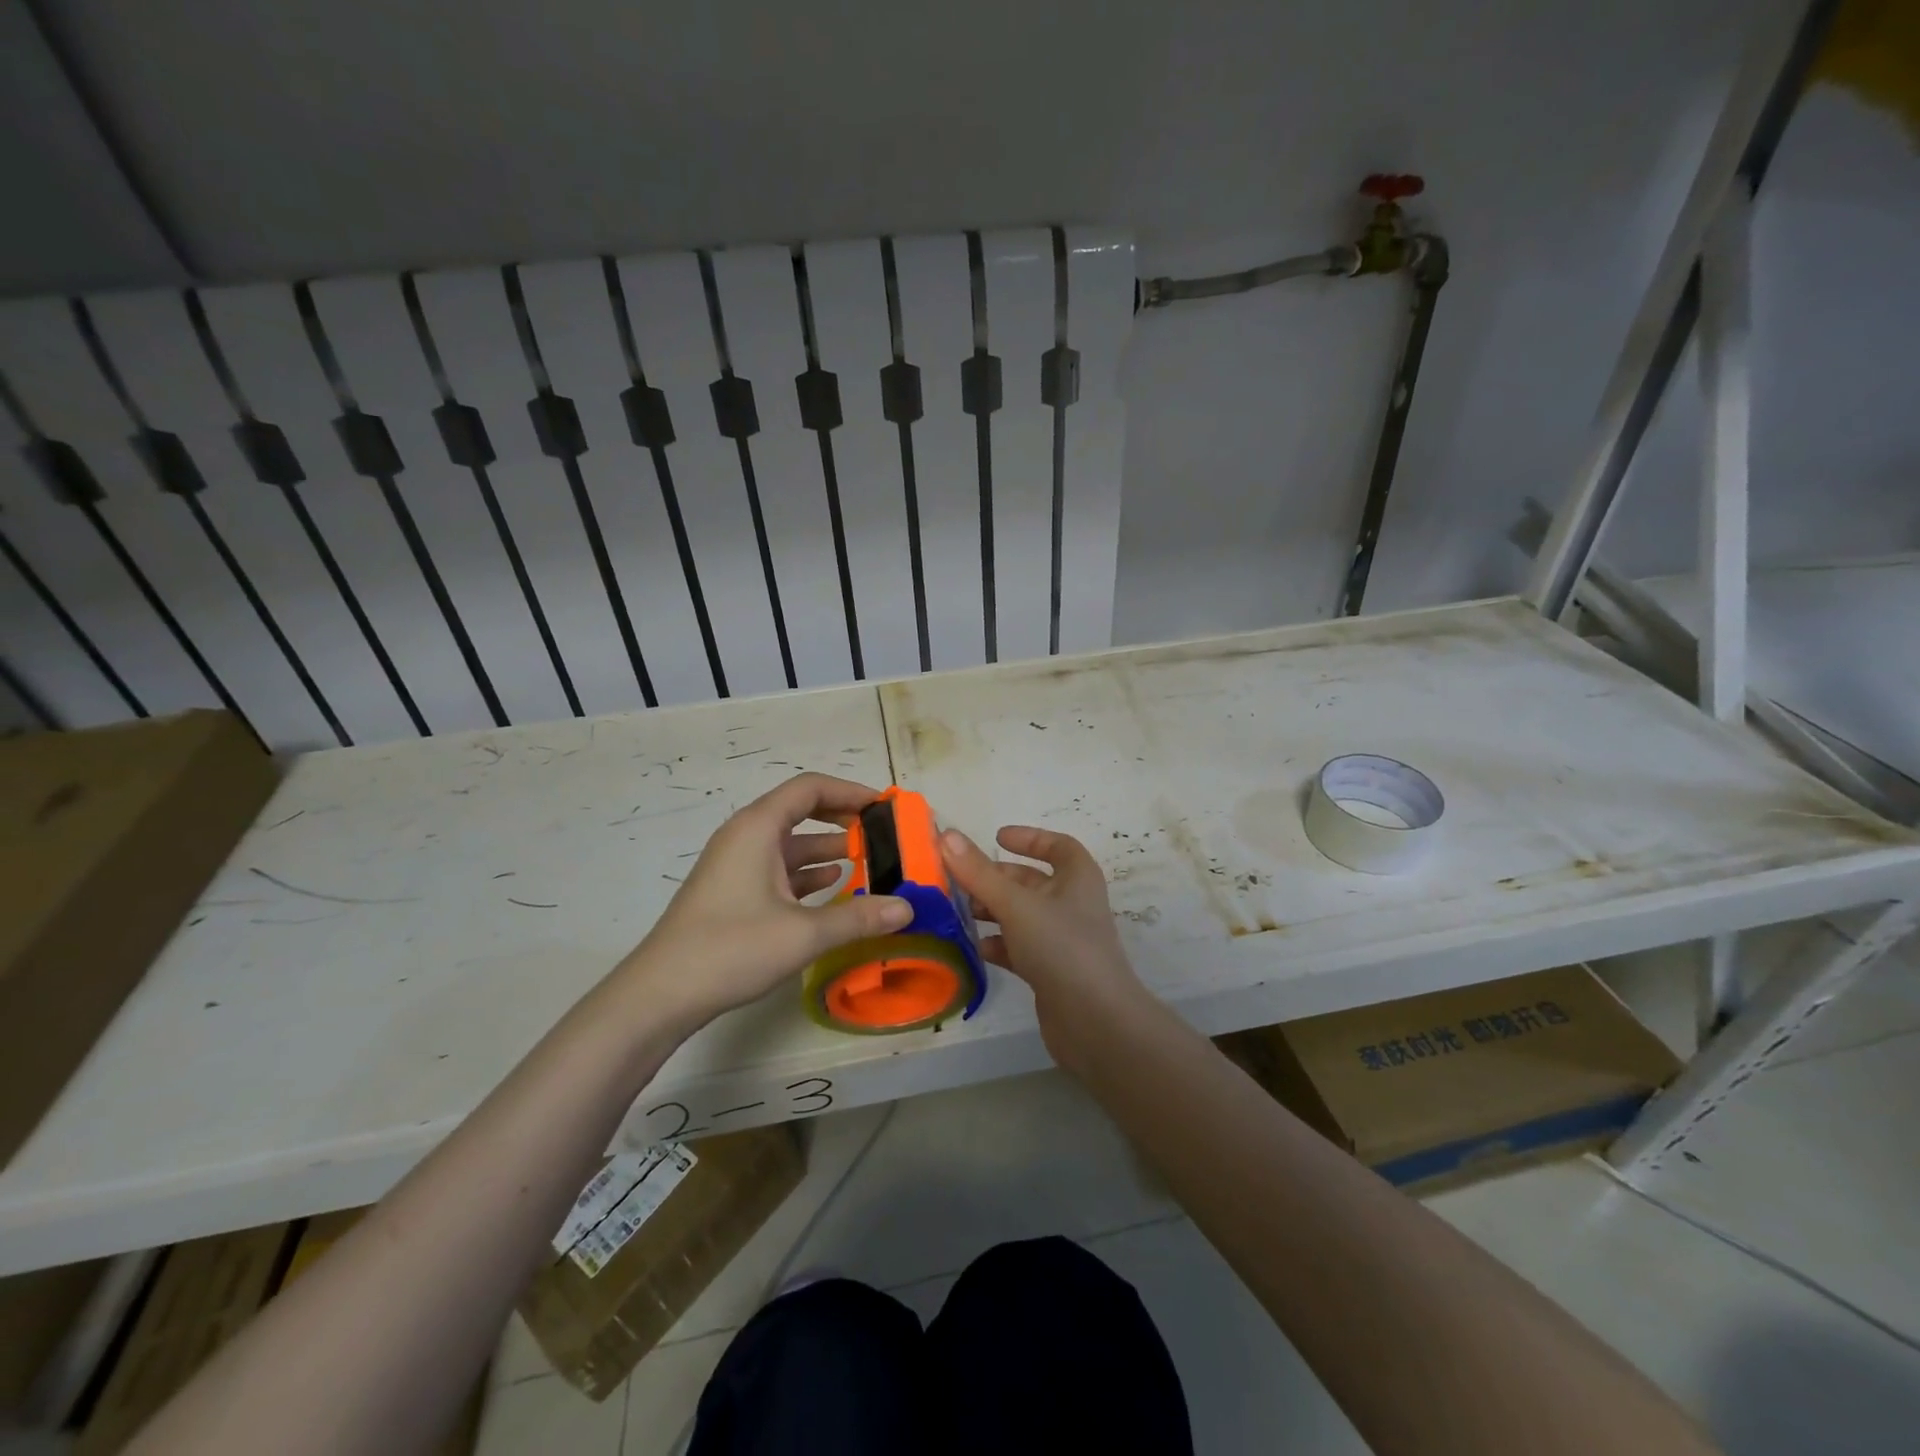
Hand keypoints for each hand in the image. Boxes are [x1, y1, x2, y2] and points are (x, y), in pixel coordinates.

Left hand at [619, 773, 911, 1029]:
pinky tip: (834, 886)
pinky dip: (809, 872)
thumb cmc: (731, 948)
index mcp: (758, 828)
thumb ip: (858, 917)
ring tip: (868, 863)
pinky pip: (779, 869)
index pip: (810, 788)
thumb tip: (908, 908)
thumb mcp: (803, 934)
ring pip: (791, 844)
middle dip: (843, 819)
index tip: (884, 807)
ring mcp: (737, 865)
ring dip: (828, 849)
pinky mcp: (733, 891)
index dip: (850, 791)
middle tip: (881, 835)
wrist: (661, 994)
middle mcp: (746, 836)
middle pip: (801, 811)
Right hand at [940, 825, 1147, 1057]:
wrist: (1094, 1021)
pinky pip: (1020, 948)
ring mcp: (1063, 939)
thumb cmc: (1061, 947)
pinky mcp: (1051, 971)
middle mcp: (1073, 904)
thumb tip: (946, 834)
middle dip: (997, 878)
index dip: (1029, 838)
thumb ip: (979, 872)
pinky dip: (998, 944)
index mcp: (1077, 878)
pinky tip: (974, 947)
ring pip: (1022, 915)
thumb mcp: (1016, 904)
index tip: (996, 838)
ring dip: (993, 911)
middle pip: (1032, 882)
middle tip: (961, 880)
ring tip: (961, 911)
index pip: (1057, 846)